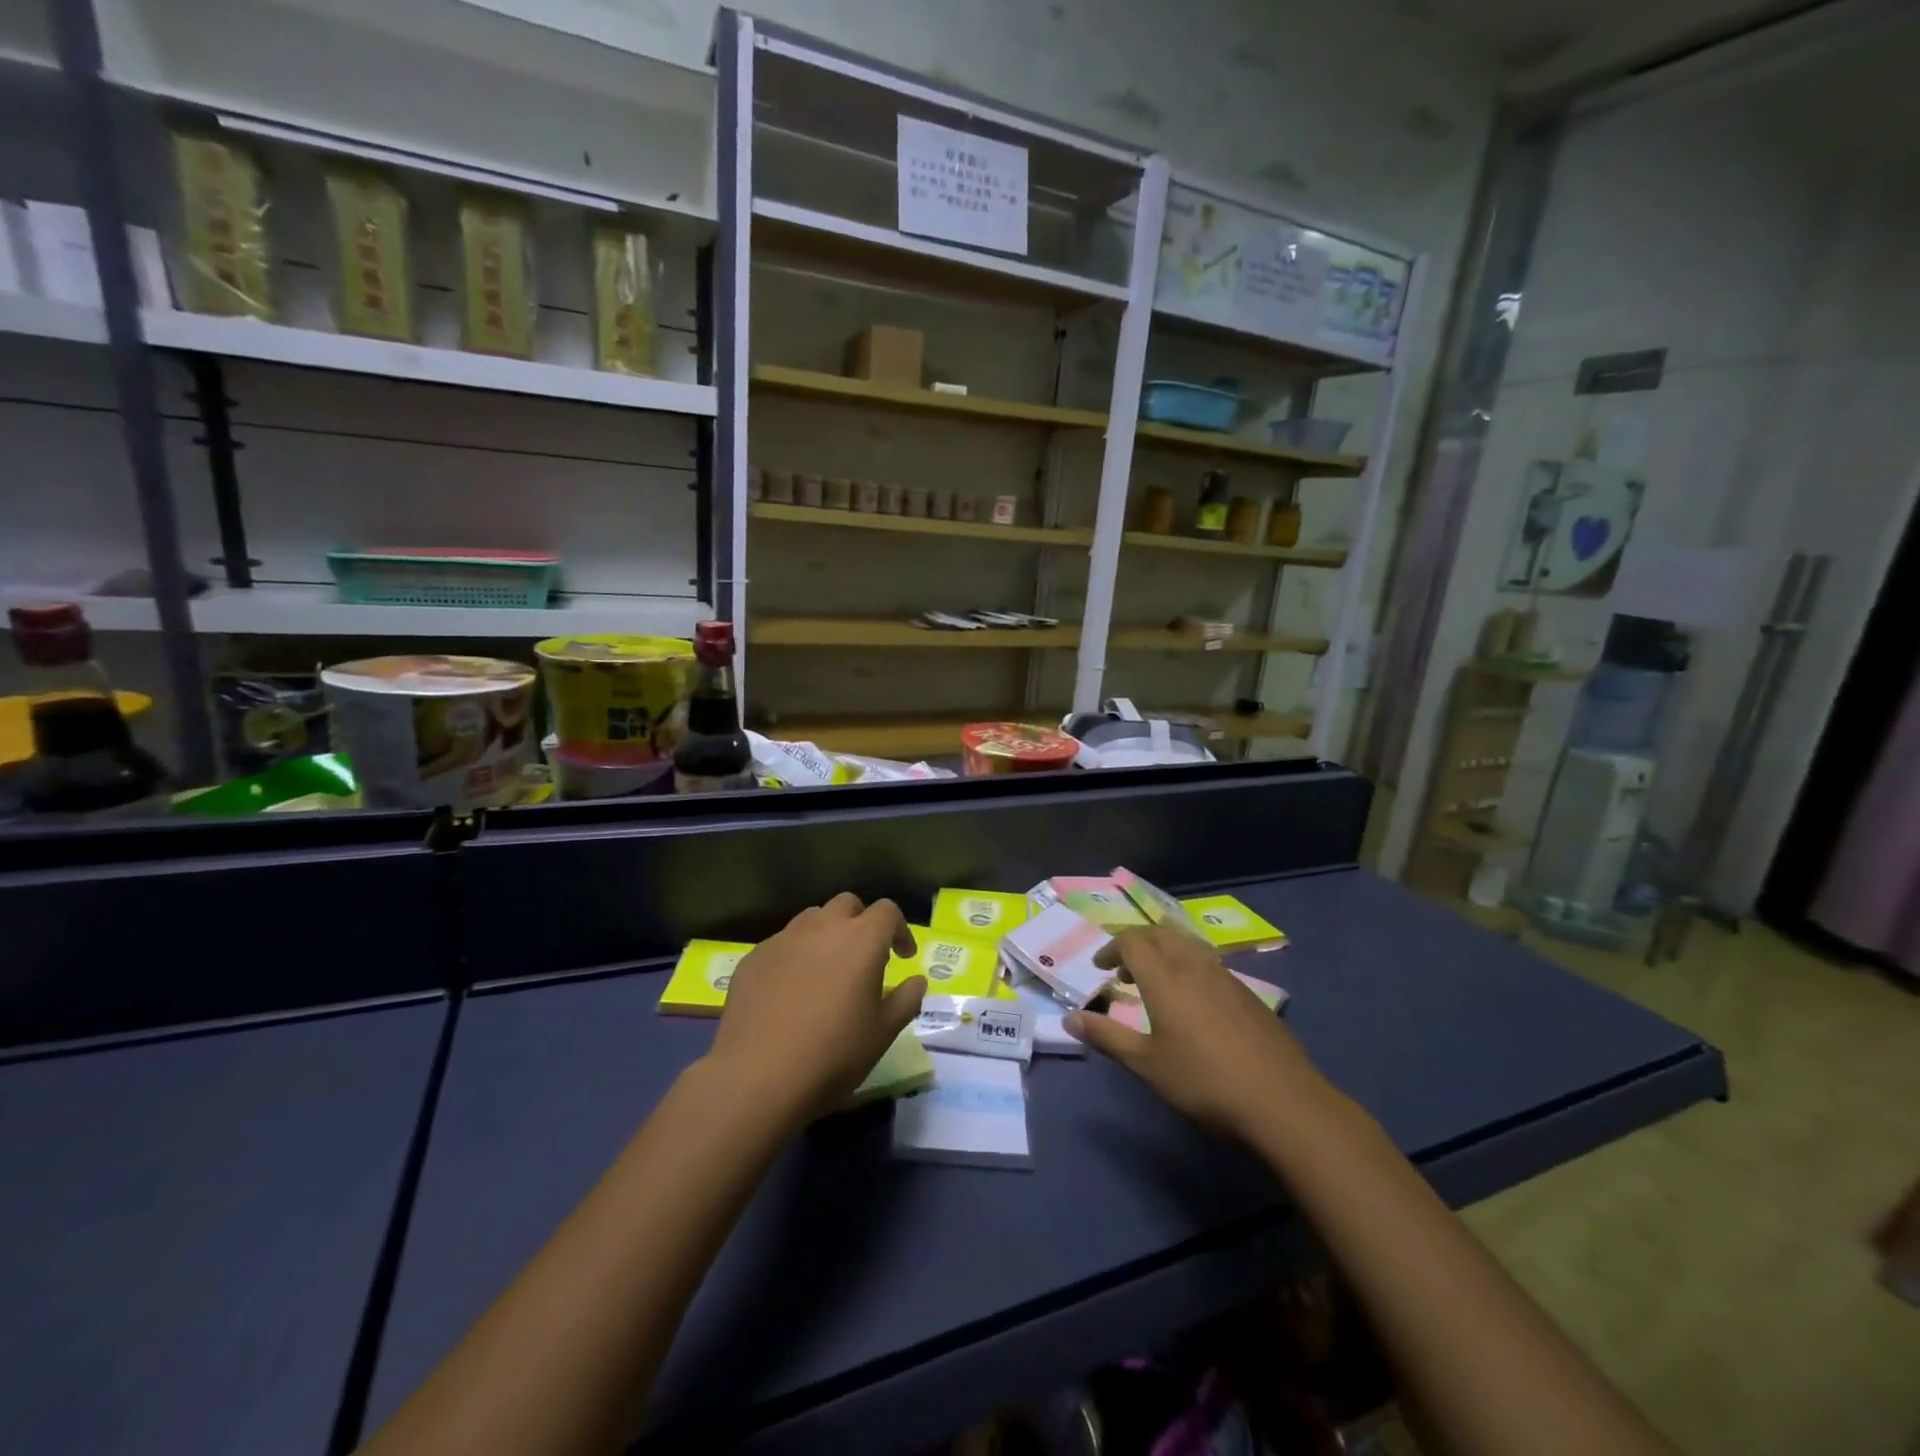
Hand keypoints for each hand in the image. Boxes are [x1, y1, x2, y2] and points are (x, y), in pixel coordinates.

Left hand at [705, 893, 926, 1121]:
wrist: (757, 1077)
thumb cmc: (832, 1055)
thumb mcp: (882, 1033)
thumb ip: (906, 1000)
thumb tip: (917, 981)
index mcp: (861, 940)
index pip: (888, 911)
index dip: (899, 930)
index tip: (902, 957)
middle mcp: (822, 928)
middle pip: (847, 904)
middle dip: (861, 922)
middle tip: (864, 958)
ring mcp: (783, 939)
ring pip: (812, 919)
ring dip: (826, 935)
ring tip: (826, 970)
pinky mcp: (754, 957)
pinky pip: (782, 944)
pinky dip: (795, 956)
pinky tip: (790, 991)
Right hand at [1065, 926, 1328, 1138]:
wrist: (1283, 1102)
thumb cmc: (1204, 1082)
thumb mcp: (1146, 1065)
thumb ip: (1107, 1037)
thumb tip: (1070, 1019)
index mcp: (1165, 976)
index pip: (1132, 941)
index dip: (1111, 948)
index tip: (1100, 968)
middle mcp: (1194, 964)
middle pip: (1160, 933)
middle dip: (1137, 943)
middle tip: (1123, 969)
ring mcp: (1226, 976)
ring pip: (1187, 944)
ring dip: (1164, 951)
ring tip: (1155, 982)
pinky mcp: (1248, 993)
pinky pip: (1209, 962)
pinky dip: (1188, 966)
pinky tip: (1193, 1002)